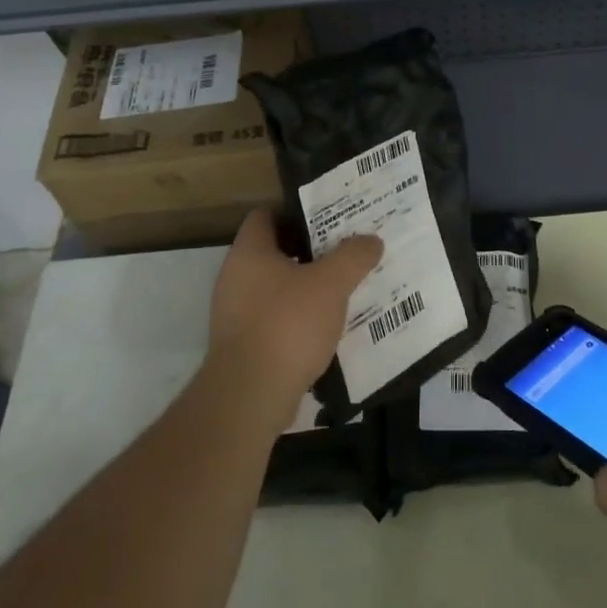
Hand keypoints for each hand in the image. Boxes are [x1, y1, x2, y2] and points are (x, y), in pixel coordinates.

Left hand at [207, 209, 382, 411]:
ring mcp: (235, 314)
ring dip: (306, 287)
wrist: (250, 395)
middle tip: (344, 251)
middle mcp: (235, 277)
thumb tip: (371, 240)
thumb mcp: (331, 284)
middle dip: (310, 251)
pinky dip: (298, 318)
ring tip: (343, 288)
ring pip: (276, 288)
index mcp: (249, 252)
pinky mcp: (243, 345)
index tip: (329, 217)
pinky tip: (327, 326)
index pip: (265, 216)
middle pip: (274, 252)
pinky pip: (275, 319)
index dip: (296, 212)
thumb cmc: (287, 324)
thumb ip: (353, 257)